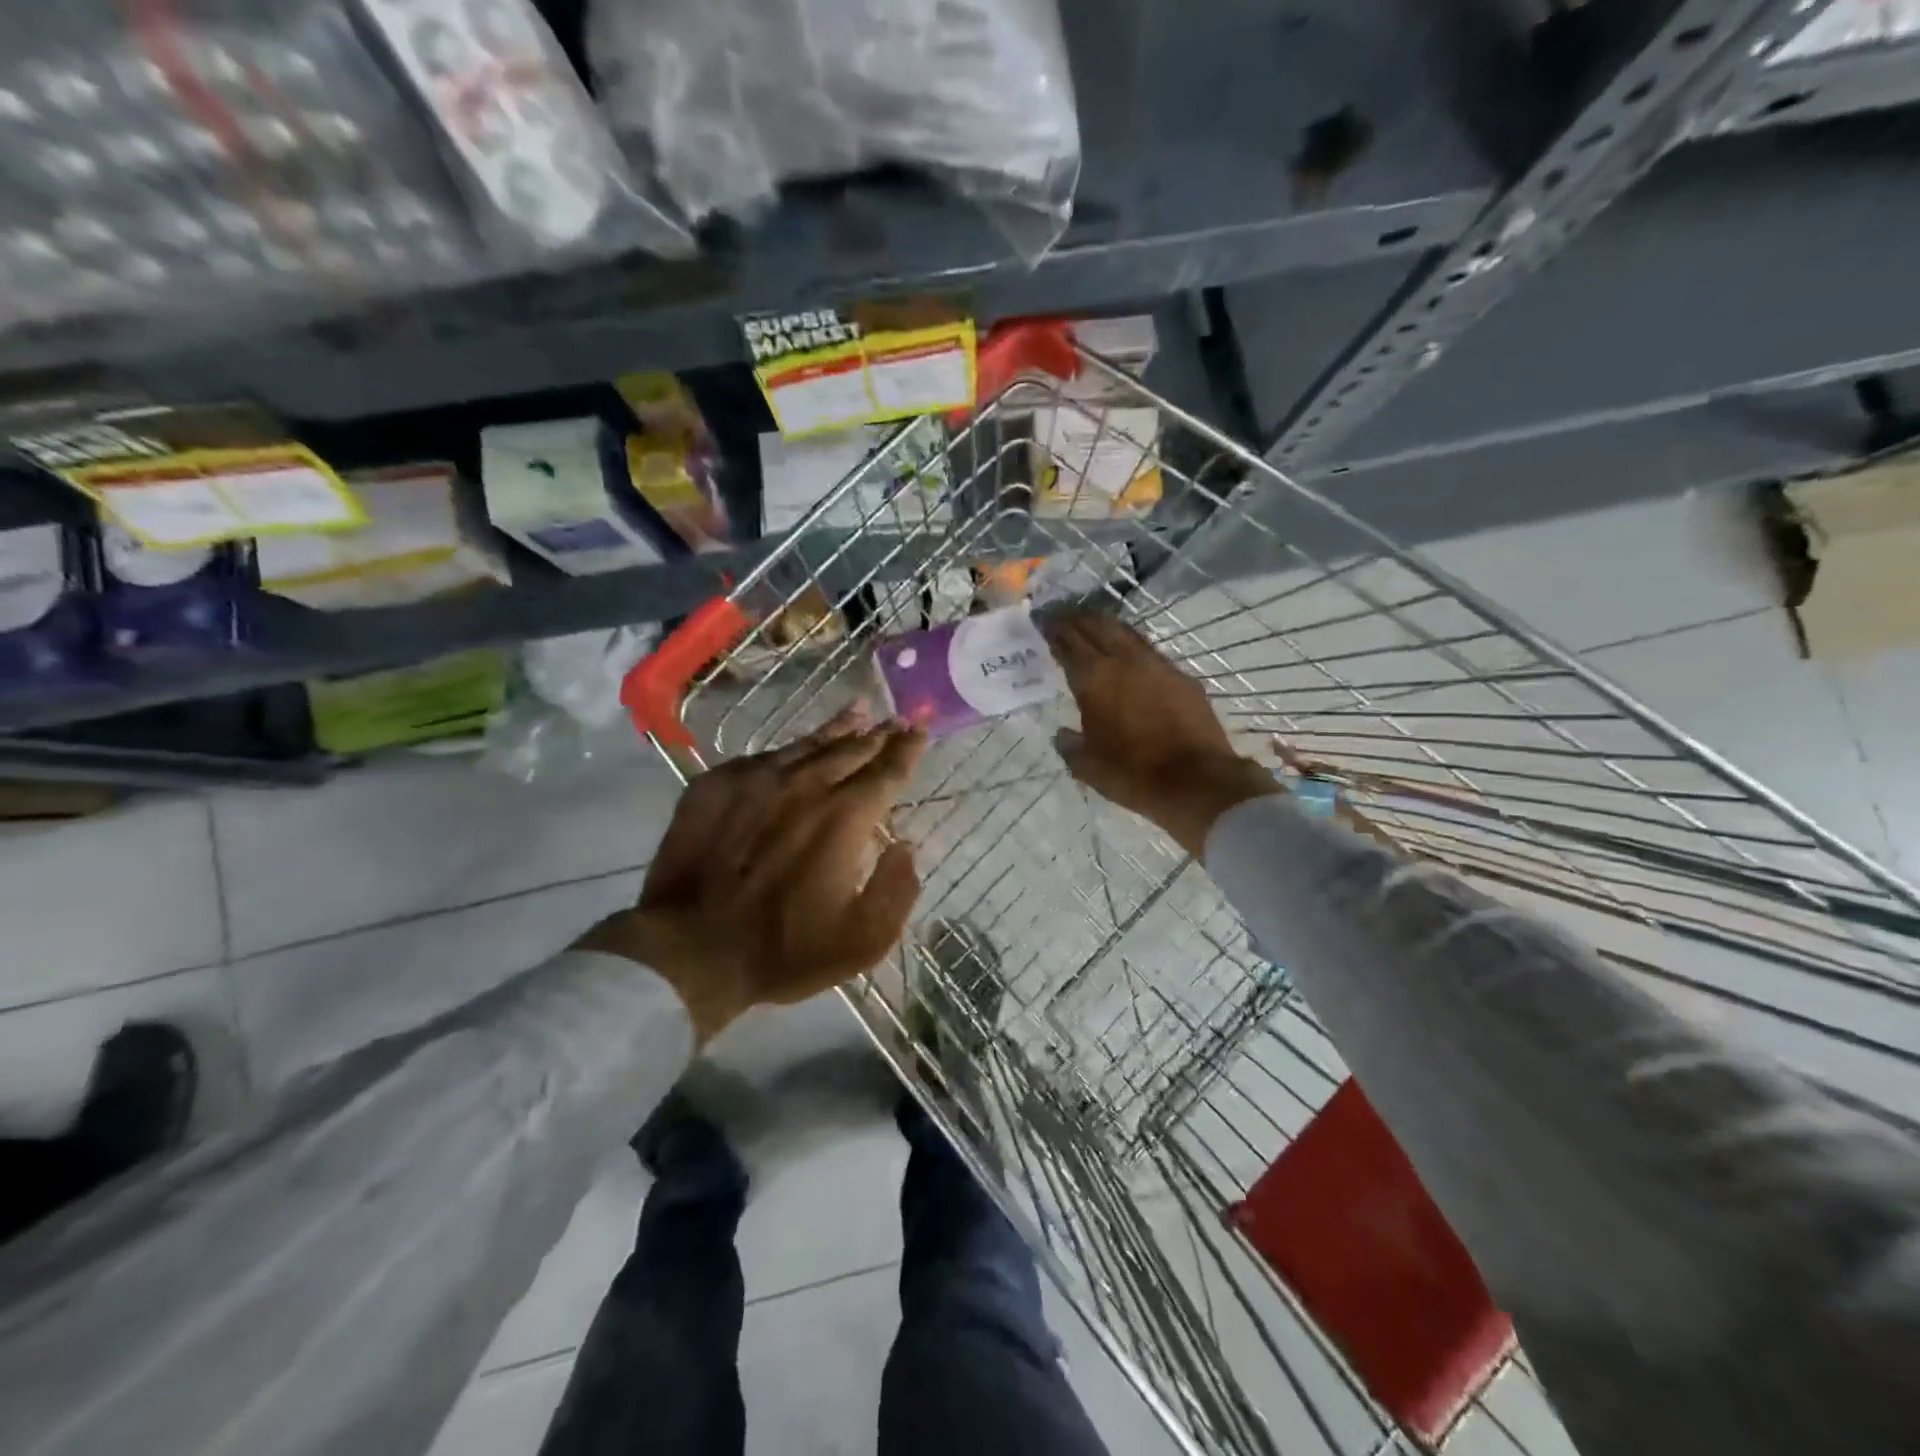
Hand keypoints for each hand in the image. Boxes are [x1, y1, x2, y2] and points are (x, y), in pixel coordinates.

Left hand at [578, 708, 926, 1044]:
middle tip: (896, 719)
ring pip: (808, 744)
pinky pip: (764, 757)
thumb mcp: (863, 940)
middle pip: (852, 749)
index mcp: (845, 817)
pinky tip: (795, 750)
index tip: (920, 728)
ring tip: (857, 712)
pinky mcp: (716, 784)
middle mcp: (806, 785)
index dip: (908, 749)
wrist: (688, 950)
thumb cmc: (784, 950)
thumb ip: (897, 889)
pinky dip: (790, 750)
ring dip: (839, 729)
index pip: (887, 771)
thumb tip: (906, 847)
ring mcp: (757, 779)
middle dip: (879, 734)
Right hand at [1043, 611, 1275, 857]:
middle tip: (1064, 617)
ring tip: (1093, 625)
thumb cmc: (1133, 774)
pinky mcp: (1181, 677)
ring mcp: (1157, 665)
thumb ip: (1070, 745)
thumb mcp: (1087, 766)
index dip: (1053, 630)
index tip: (1043, 622)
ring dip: (1106, 625)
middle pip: (1097, 627)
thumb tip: (1063, 734)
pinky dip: (1132, 645)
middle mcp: (1124, 661)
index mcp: (1093, 679)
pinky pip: (1149, 650)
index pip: (1068, 642)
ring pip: (1126, 632)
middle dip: (1077, 619)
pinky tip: (1130, 653)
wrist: (1196, 780)